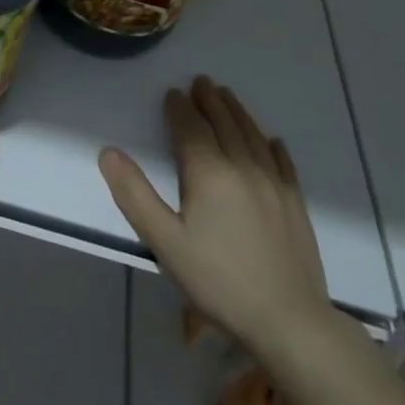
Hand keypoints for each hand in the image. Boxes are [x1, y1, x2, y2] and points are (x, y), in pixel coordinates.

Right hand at [99, 76, 331, 358]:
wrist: (290, 323)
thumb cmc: (219, 281)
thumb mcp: (165, 242)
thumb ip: (135, 195)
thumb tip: (108, 152)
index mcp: (209, 172)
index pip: (191, 128)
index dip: (180, 108)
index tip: (172, 93)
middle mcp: (244, 167)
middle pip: (225, 123)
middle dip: (210, 101)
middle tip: (201, 81)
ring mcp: (275, 185)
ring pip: (253, 136)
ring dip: (238, 112)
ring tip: (228, 96)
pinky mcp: (296, 205)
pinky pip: (284, 164)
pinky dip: (274, 146)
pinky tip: (273, 141)